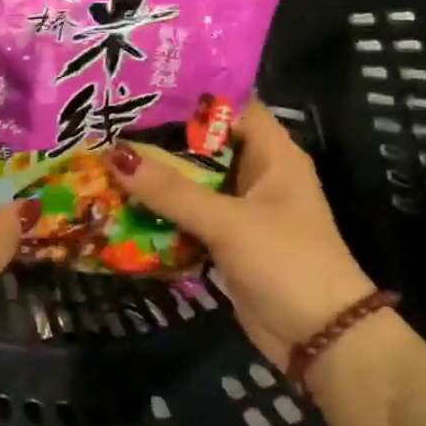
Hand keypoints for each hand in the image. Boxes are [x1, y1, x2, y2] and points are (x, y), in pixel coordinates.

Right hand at [110, 104, 376, 369]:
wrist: (321, 339)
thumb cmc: (286, 262)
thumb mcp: (228, 222)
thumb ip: (172, 191)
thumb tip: (115, 155)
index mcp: (273, 155)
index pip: (231, 105)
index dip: (191, 93)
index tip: (141, 86)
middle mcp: (256, 174)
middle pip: (203, 144)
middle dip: (159, 136)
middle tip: (109, 122)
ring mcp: (240, 209)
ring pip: (191, 181)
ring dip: (155, 176)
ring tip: (103, 155)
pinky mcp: (225, 240)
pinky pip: (186, 215)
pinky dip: (159, 210)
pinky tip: (120, 202)